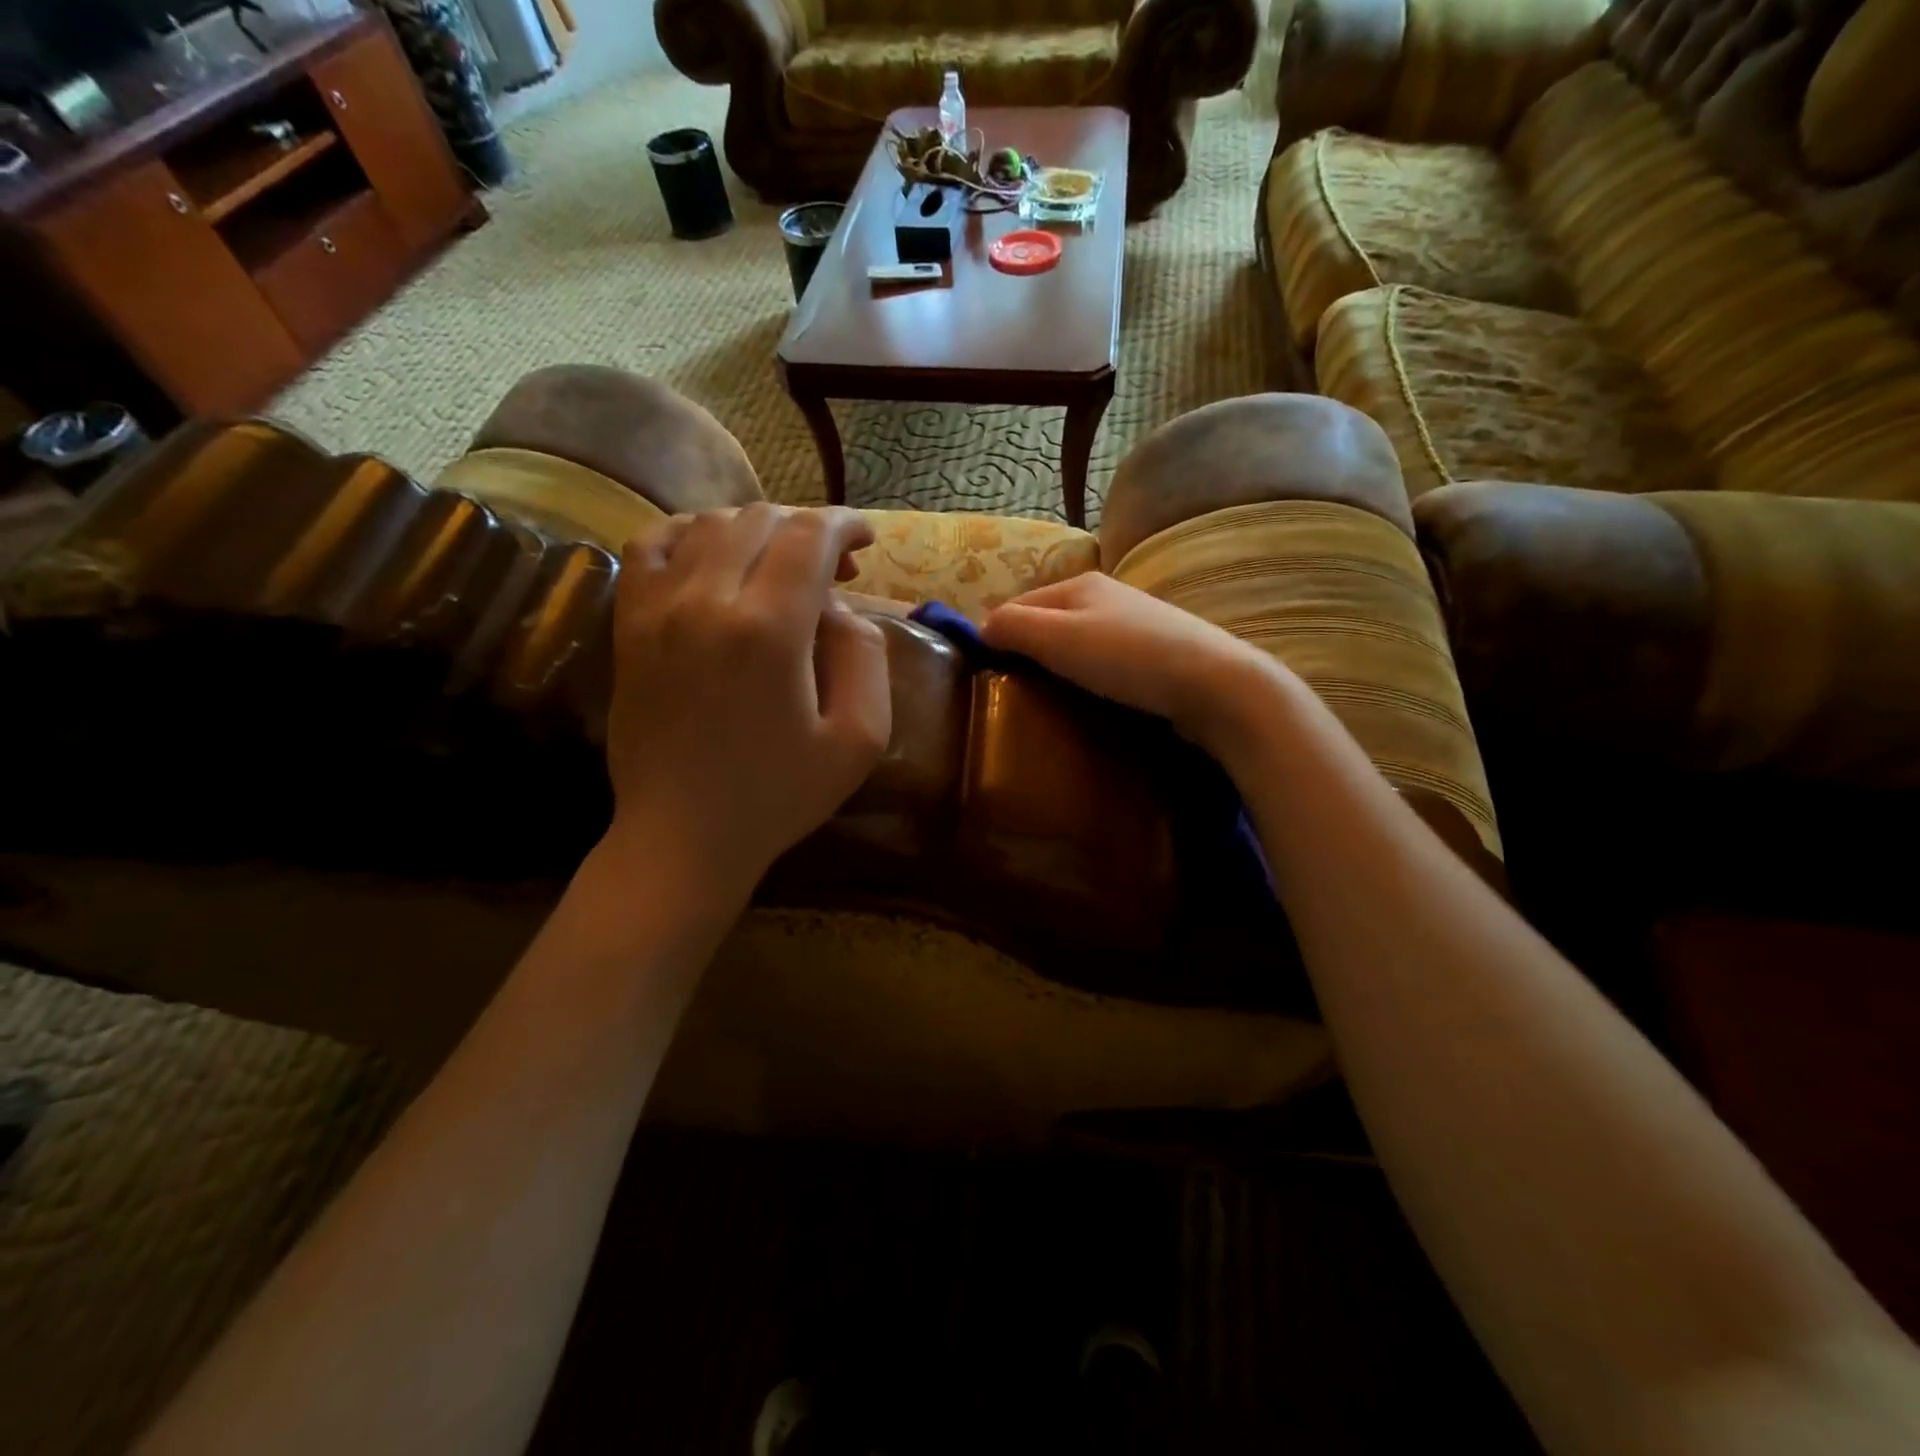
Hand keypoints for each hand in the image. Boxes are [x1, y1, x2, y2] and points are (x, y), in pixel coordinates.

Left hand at [602, 505, 891, 915]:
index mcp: (770, 630)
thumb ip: (866, 655)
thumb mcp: (860, 738)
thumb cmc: (780, 795)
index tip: (865, 539)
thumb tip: (838, 606)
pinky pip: (652, 545)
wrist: (683, 835)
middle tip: (836, 567)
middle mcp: (708, 600)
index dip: (845, 524)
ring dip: (758, 529)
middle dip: (808, 528)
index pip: (809, 536)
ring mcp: (658, 608)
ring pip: (711, 523)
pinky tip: (714, 555)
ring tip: (782, 563)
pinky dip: (690, 532)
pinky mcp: (629, 623)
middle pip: (762, 519)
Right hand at [981, 572, 1291, 759]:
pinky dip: (1088, 679)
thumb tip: (980, 629)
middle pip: (1048, 623)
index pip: (1017, 604)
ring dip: (1058, 668)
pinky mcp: (1155, 656)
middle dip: (1027, 652)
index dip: (995, 636)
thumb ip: (1012, 627)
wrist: (1216, 685)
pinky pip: (1104, 663)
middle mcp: (1106, 596)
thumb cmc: (1129, 658)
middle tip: (1012, 694)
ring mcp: (1135, 625)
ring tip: (1047, 702)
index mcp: (1079, 584)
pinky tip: (1090, 701)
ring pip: (1077, 644)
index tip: (983, 676)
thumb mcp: (1058, 638)